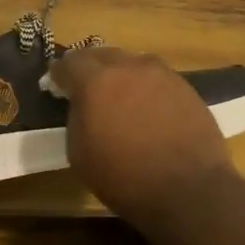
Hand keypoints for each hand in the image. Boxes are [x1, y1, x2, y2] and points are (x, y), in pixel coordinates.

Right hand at [48, 47, 235, 226]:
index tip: (56, 85)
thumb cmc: (124, 177)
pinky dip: (146, 86)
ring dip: (121, 74)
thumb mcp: (79, 153)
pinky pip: (156, 77)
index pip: (69, 62)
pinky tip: (148, 107)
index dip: (59, 74)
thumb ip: (76, 117)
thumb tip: (82, 105)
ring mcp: (161, 74)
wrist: (188, 190)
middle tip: (87, 89)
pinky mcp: (185, 86)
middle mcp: (128, 67)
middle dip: (90, 68)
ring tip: (120, 96)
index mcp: (96, 81)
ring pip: (132, 63)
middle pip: (102, 55)